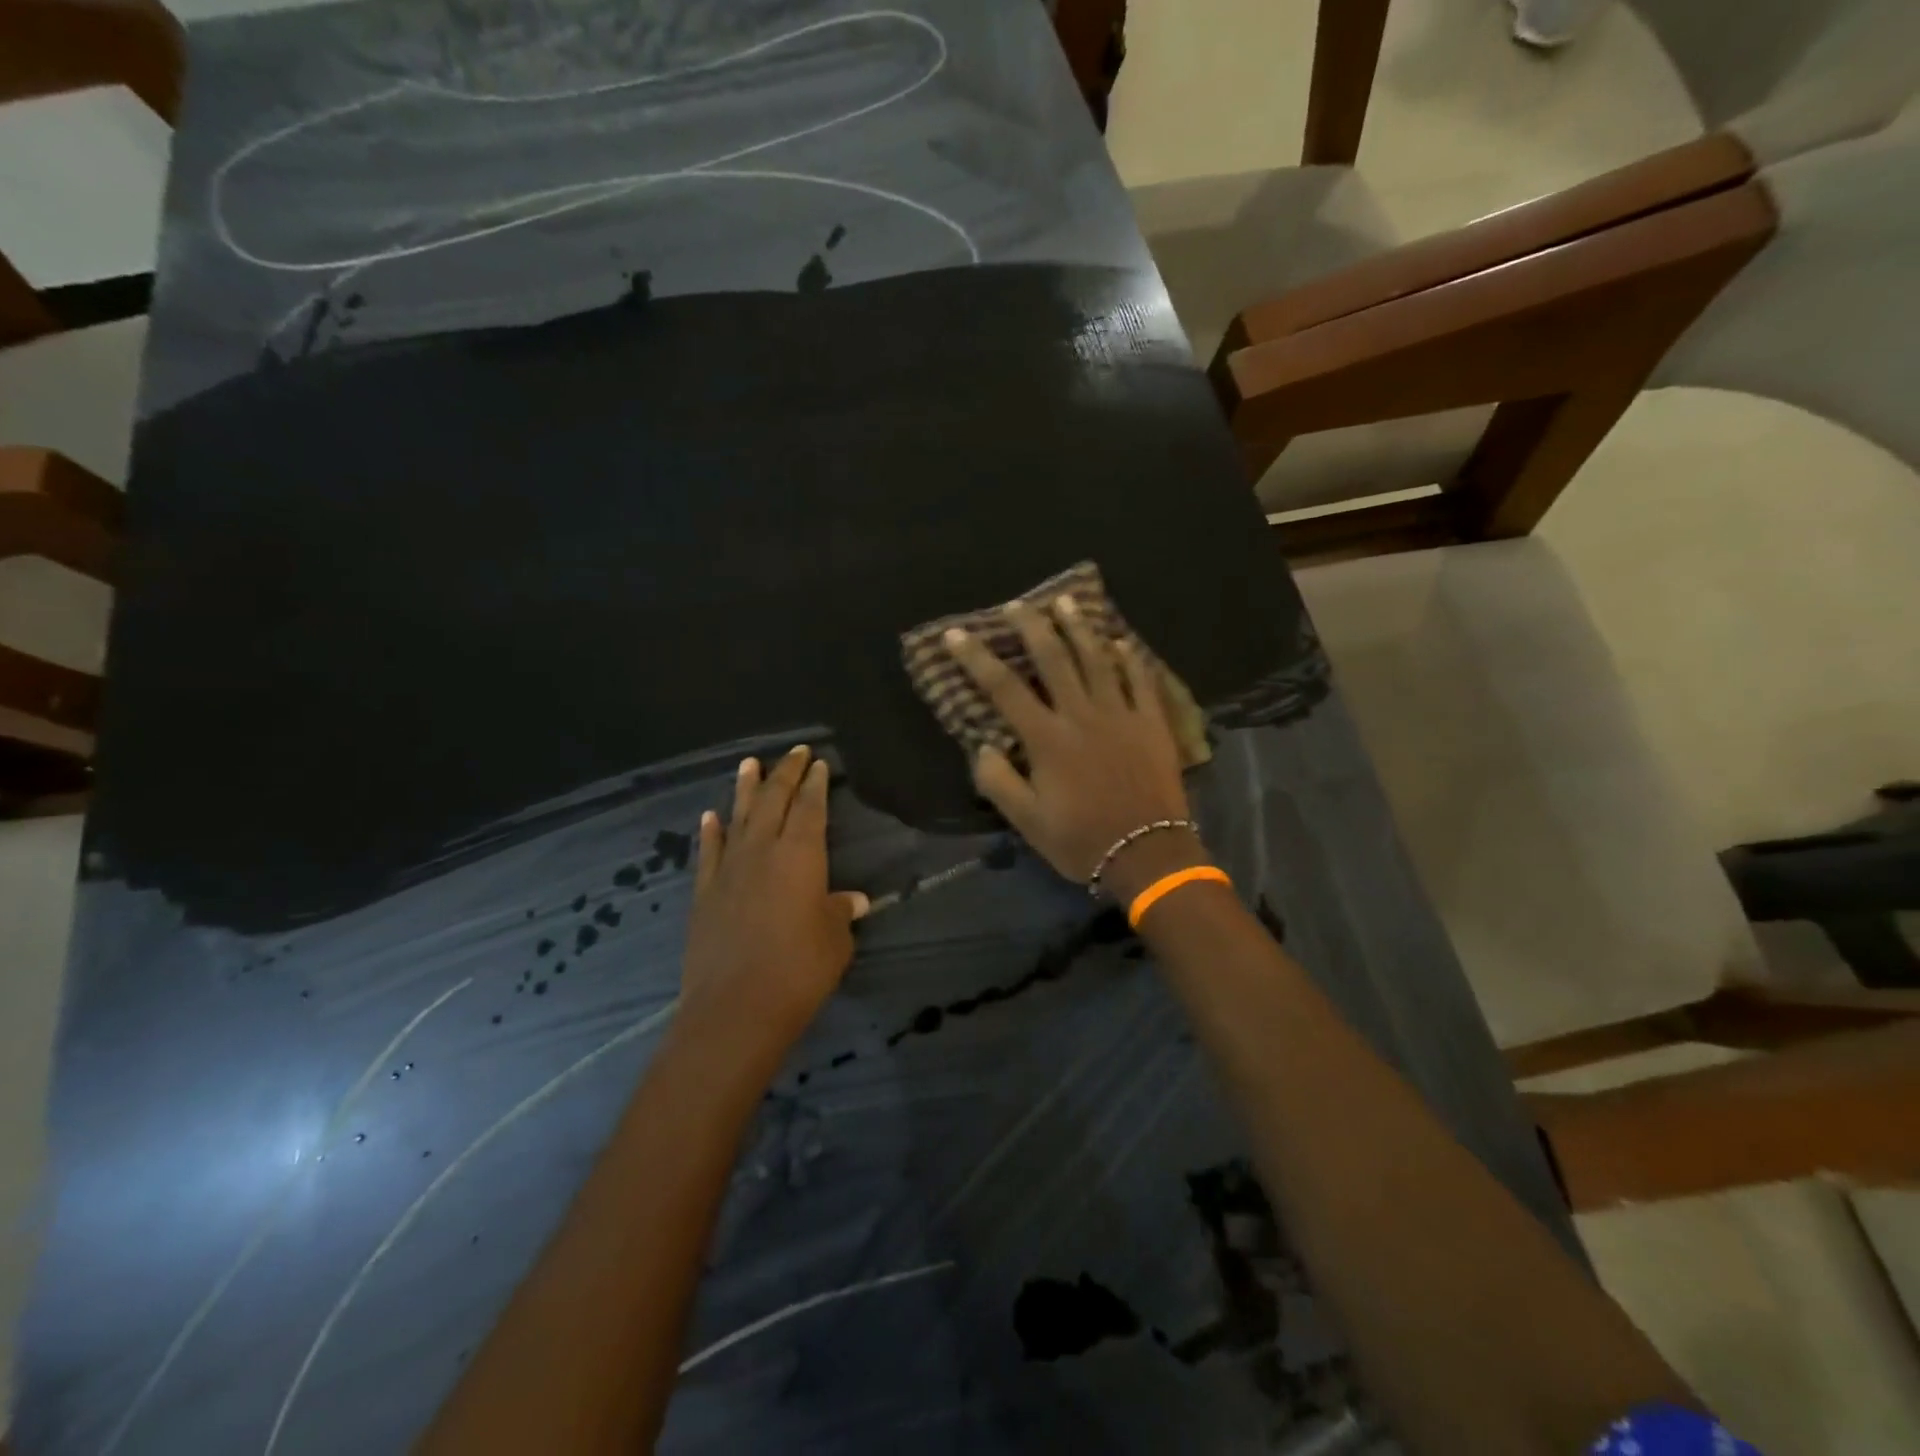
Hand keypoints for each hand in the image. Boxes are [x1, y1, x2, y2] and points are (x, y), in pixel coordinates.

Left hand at [674, 745, 869, 1070]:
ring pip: (738, 817)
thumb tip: (853, 900)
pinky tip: (710, 817)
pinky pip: (708, 852)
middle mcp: (762, 851)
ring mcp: (728, 870)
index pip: (810, 808)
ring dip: (745, 789)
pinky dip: (710, 831)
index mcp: (800, 855)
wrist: (735, 1008)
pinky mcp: (704, 893)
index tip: (818, 764)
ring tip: (749, 763)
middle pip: (773, 801)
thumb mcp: (834, 941)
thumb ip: (840, 913)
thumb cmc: (799, 970)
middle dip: (785, 773)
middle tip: (794, 752)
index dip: (815, 784)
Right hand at [942, 595, 1207, 903]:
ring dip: (1079, 627)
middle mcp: (1082, 715)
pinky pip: (1141, 679)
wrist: (1148, 855)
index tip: (956, 633)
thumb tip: (984, 746)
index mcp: (1047, 739)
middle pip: (1053, 659)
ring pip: (1097, 659)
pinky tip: (1121, 641)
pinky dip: (1130, 657)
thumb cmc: (1082, 840)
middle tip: (1018, 604)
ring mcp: (1121, 714)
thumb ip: (999, 782)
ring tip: (1065, 601)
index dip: (976, 658)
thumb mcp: (1027, 822)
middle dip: (1031, 627)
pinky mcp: (1152, 723)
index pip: (1003, 688)